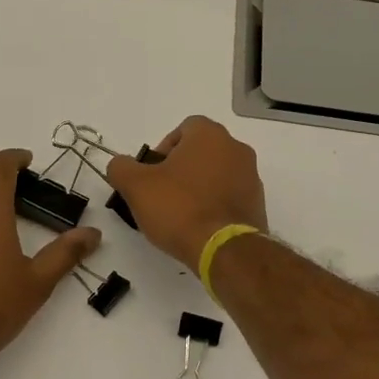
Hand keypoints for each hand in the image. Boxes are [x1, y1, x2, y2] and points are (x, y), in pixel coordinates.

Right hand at [106, 116, 267, 269]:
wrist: (224, 250)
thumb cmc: (179, 208)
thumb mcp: (136, 186)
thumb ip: (121, 167)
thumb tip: (120, 164)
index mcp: (210, 135)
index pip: (184, 128)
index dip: (164, 148)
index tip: (152, 173)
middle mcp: (236, 148)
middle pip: (201, 151)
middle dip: (180, 168)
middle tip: (161, 193)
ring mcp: (251, 176)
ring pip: (217, 173)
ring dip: (198, 186)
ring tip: (179, 213)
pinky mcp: (258, 204)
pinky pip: (230, 196)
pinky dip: (214, 204)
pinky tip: (199, 225)